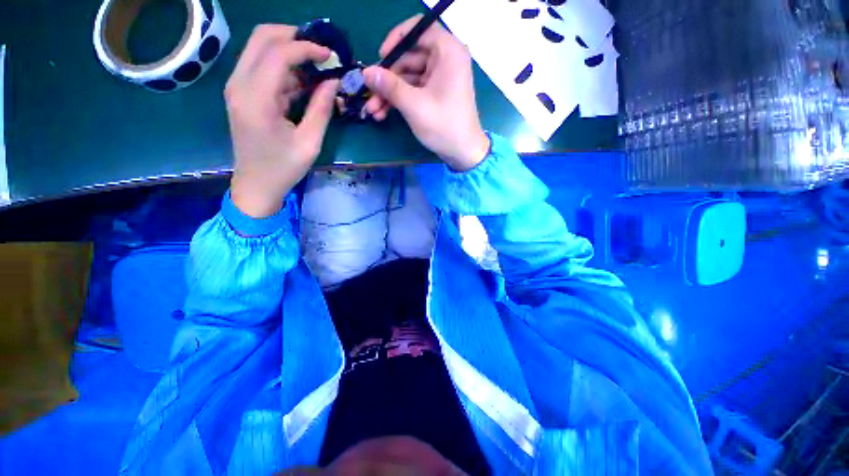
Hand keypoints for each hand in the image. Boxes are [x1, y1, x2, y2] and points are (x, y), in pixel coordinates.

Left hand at [226, 25, 339, 217]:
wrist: (256, 184)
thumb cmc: (284, 168)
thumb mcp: (310, 142)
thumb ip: (321, 109)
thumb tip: (334, 81)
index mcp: (256, 98)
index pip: (278, 53)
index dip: (307, 48)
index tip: (331, 55)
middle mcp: (239, 84)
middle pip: (262, 38)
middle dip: (294, 38)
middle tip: (321, 52)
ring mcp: (237, 86)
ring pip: (261, 48)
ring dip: (290, 52)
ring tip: (318, 69)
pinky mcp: (241, 93)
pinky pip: (262, 66)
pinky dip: (284, 68)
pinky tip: (304, 83)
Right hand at [362, 16, 489, 171]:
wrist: (463, 153)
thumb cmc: (444, 126)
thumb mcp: (414, 105)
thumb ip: (390, 86)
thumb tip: (366, 72)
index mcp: (448, 51)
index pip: (418, 29)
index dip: (395, 40)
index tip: (380, 59)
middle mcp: (445, 59)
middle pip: (409, 57)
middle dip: (387, 79)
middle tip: (369, 95)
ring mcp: (440, 78)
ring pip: (408, 77)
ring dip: (389, 93)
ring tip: (372, 111)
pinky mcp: (436, 93)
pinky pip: (413, 89)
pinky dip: (399, 100)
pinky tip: (383, 113)